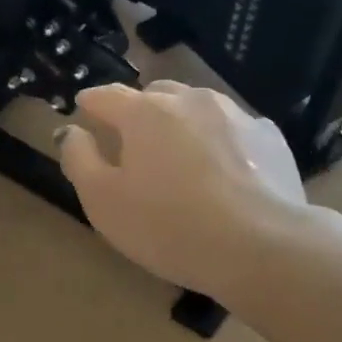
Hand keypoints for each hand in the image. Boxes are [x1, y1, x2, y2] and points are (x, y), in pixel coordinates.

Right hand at [57, 81, 306, 299]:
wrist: (259, 245)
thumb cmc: (168, 226)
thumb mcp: (104, 202)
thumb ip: (79, 160)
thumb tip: (72, 131)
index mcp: (145, 113)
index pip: (106, 96)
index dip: (90, 103)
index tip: (84, 110)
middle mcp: (191, 100)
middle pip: (156, 95)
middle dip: (139, 112)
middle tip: (134, 142)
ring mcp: (236, 115)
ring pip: (198, 109)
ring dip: (182, 125)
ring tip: (181, 157)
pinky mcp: (270, 138)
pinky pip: (234, 131)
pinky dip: (221, 143)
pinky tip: (225, 173)